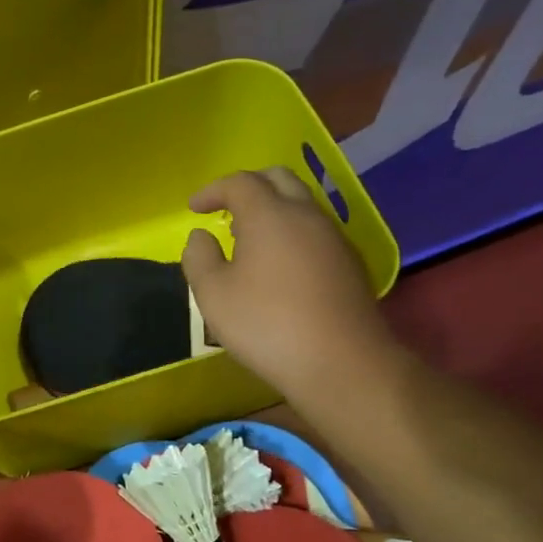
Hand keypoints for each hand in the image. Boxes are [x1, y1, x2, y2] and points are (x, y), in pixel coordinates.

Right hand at [182, 168, 397, 417]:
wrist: (341, 361)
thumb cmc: (266, 324)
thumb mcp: (212, 294)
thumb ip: (199, 257)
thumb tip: (201, 236)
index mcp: (270, 215)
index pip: (239, 182)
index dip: (212, 190)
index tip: (193, 208)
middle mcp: (306, 215)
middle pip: (278, 179)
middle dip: (247, 186)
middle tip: (224, 207)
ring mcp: (333, 237)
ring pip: (300, 203)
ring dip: (271, 208)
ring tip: (247, 235)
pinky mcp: (349, 262)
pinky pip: (314, 229)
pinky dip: (290, 230)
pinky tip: (277, 262)